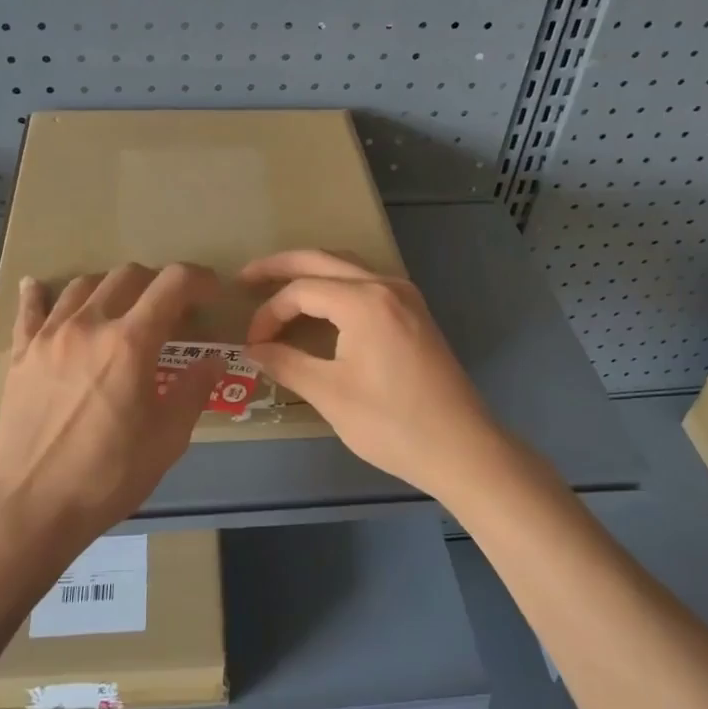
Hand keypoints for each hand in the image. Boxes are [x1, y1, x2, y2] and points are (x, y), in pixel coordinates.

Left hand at [0, 263, 223, 546]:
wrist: (32, 504)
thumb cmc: (108, 475)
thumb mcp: (168, 439)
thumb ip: (194, 391)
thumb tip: (213, 361)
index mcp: (130, 342)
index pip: (172, 284)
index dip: (199, 279)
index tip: (211, 292)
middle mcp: (89, 325)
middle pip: (127, 276)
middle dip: (157, 283)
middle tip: (170, 308)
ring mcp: (49, 336)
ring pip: (82, 285)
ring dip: (110, 287)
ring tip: (120, 307)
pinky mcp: (22, 354)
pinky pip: (29, 309)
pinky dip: (40, 293)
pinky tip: (38, 286)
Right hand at [242, 249, 504, 497]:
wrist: (462, 448)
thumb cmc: (392, 423)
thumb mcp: (329, 394)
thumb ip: (286, 363)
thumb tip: (252, 350)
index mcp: (364, 301)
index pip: (301, 290)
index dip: (269, 313)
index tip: (252, 344)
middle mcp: (386, 286)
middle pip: (322, 261)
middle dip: (281, 266)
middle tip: (245, 278)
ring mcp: (405, 297)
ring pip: (347, 267)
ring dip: (311, 272)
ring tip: (278, 285)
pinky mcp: (415, 313)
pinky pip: (366, 283)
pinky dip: (336, 285)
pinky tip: (321, 305)